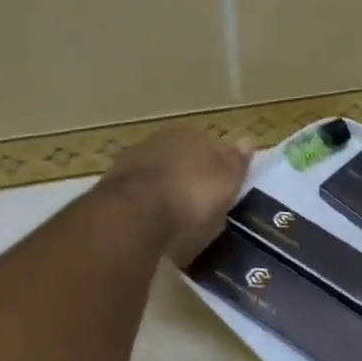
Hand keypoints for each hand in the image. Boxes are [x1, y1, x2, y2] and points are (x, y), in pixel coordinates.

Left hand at [102, 128, 253, 265]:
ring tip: (178, 219)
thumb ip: (237, 161)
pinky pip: (139, 198)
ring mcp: (131, 164)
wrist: (134, 216)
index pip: (210, 145)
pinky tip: (155, 226)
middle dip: (190, 177)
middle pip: (181, 159)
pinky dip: (147, 208)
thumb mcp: (226, 181)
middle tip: (201, 205)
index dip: (219, 167)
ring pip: (158, 176)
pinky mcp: (111, 190)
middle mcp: (158, 141)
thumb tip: (250, 140)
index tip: (224, 189)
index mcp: (189, 134)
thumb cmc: (191, 196)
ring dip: (166, 191)